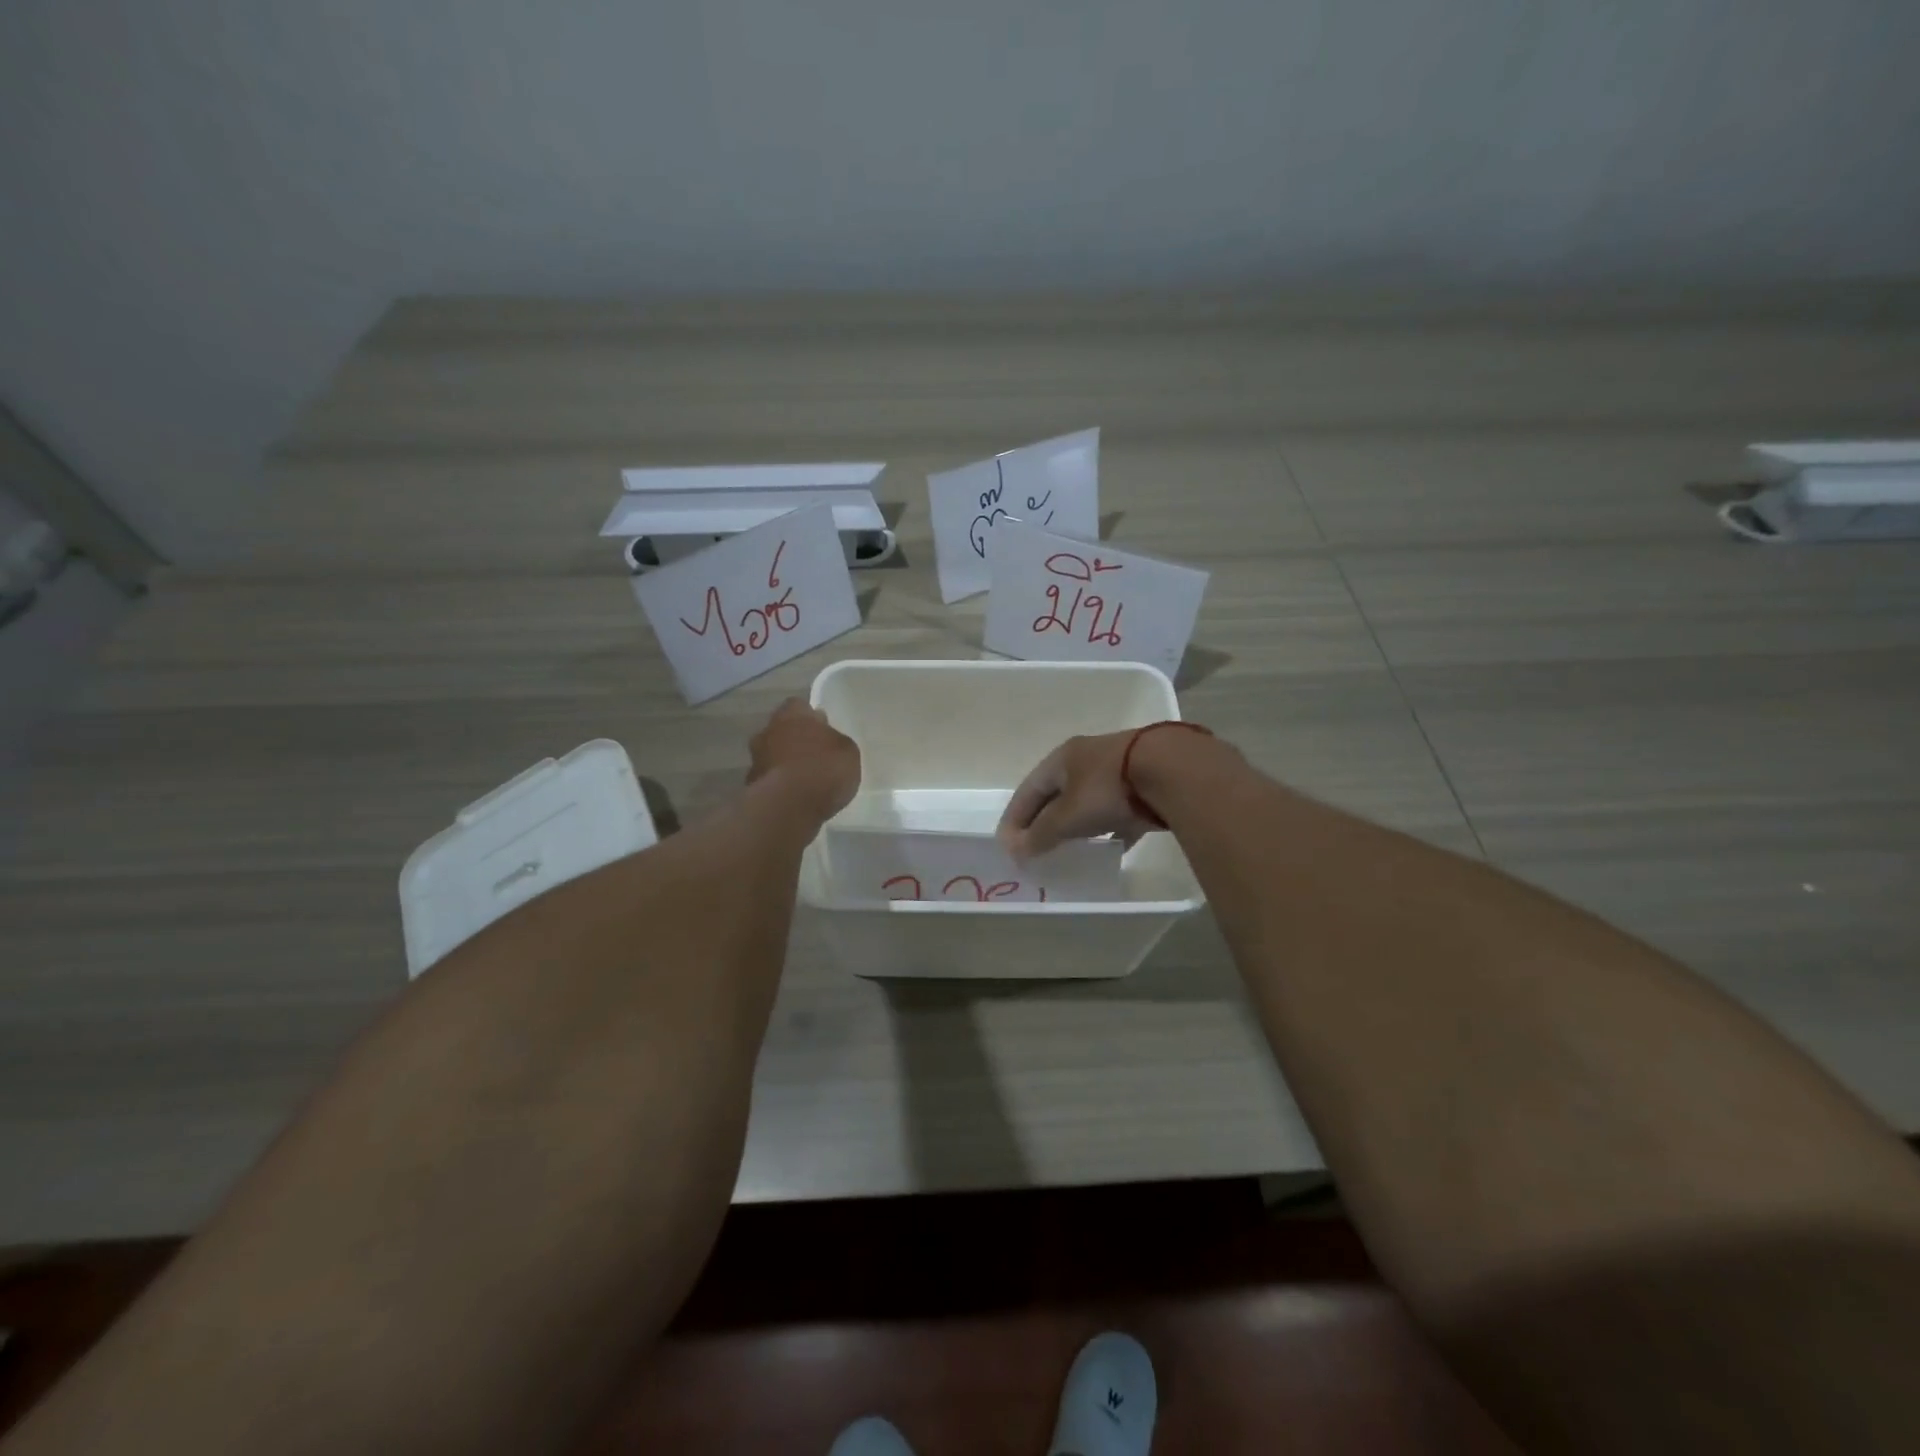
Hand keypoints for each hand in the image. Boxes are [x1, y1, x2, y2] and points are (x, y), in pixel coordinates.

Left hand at [748, 698, 860, 819]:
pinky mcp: (751, 787)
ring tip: (806, 781)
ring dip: (785, 764)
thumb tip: (828, 741)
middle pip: (782, 730)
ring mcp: (756, 759)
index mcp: (792, 714)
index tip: (822, 728)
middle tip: (814, 755)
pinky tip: (795, 799)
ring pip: (773, 755)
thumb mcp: (848, 752)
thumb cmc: (823, 769)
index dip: (811, 717)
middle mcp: (769, 731)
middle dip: (795, 740)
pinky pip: (769, 781)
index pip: (799, 706)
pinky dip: (779, 786)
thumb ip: (836, 742)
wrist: (789, 806)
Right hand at [996, 731, 1158, 860]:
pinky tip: (1111, 849)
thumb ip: (1041, 835)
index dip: (1015, 818)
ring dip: (1075, 825)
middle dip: (1044, 821)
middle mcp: (1087, 759)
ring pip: (1088, 802)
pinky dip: (1110, 830)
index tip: (1007, 846)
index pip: (1028, 790)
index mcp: (1062, 759)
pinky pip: (1118, 812)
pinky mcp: (1144, 786)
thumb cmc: (1107, 789)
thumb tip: (1017, 852)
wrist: (1172, 771)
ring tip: (1068, 850)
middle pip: (1057, 794)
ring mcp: (1118, 770)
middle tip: (1034, 848)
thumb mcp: (1067, 816)